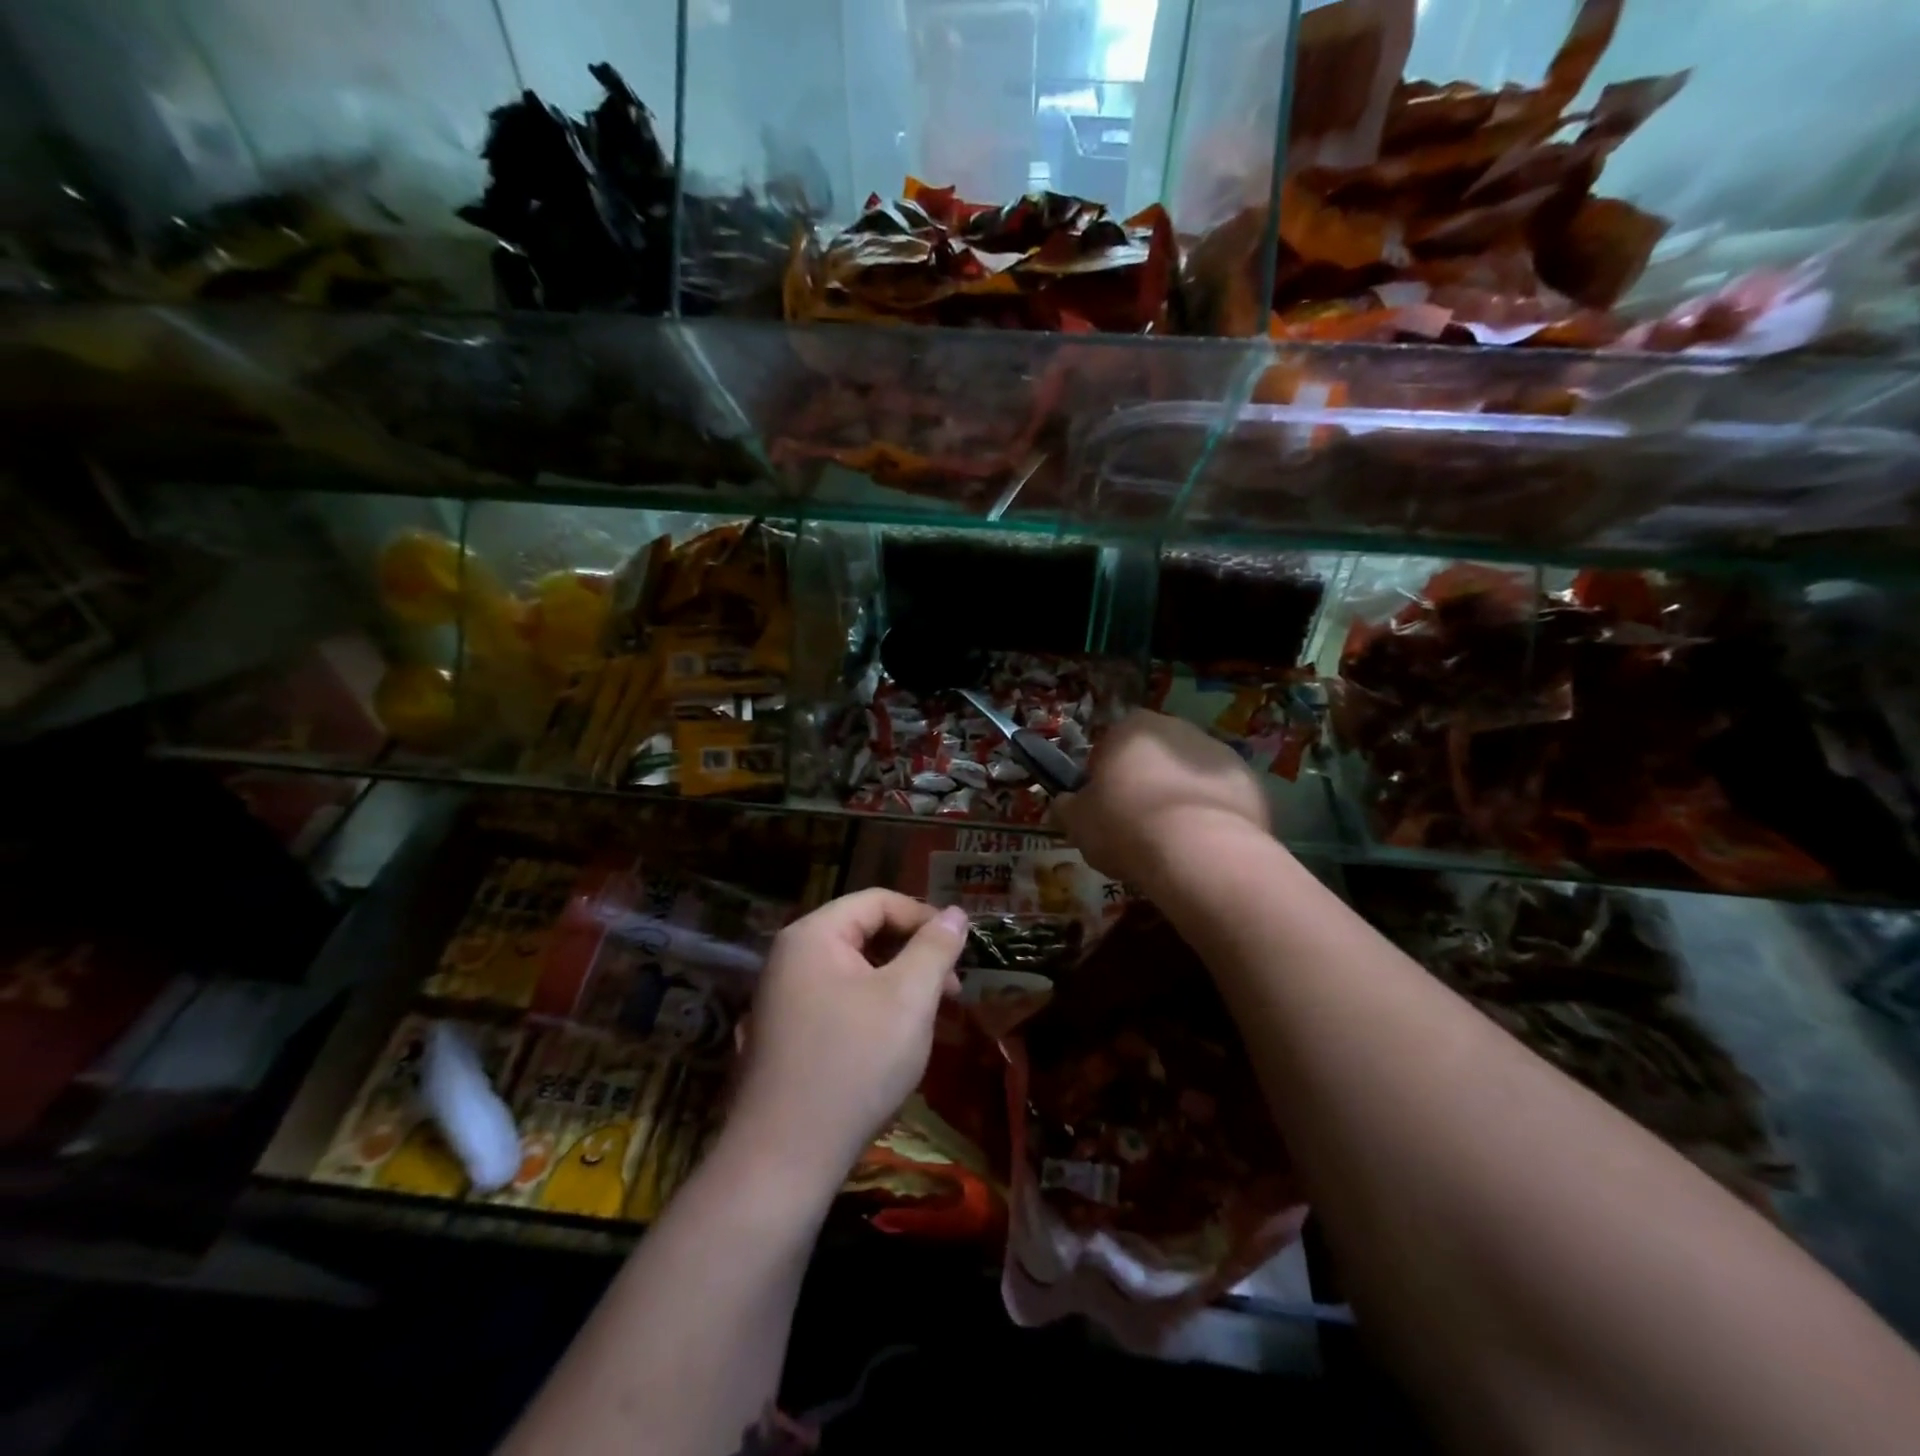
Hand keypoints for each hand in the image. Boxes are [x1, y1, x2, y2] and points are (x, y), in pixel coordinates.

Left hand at [730, 890, 968, 1188]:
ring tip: (932, 1018)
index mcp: (813, 935)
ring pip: (855, 970)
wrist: (784, 1159)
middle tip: (953, 990)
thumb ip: (935, 948)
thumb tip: (956, 913)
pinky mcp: (787, 1033)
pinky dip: (875, 1008)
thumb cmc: (853, 1064)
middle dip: (914, 954)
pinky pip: (839, 1000)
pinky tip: (897, 1040)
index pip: (877, 901)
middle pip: (864, 933)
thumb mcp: (908, 999)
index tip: (960, 948)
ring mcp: (784, 996)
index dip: (924, 917)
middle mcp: (791, 956)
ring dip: (899, 984)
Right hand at [1054, 709, 1270, 887]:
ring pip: (1189, 775)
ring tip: (1172, 842)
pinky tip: (1202, 846)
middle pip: (1154, 755)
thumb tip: (1066, 801)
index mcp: (1131, 728)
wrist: (1199, 853)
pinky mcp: (1250, 782)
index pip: (1109, 744)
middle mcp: (1177, 728)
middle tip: (1136, 825)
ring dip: (1180, 796)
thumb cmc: (1125, 827)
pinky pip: (1221, 797)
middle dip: (1146, 781)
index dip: (1104, 776)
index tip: (1103, 807)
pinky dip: (1211, 815)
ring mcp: (1219, 752)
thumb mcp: (1077, 822)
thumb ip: (1068, 805)